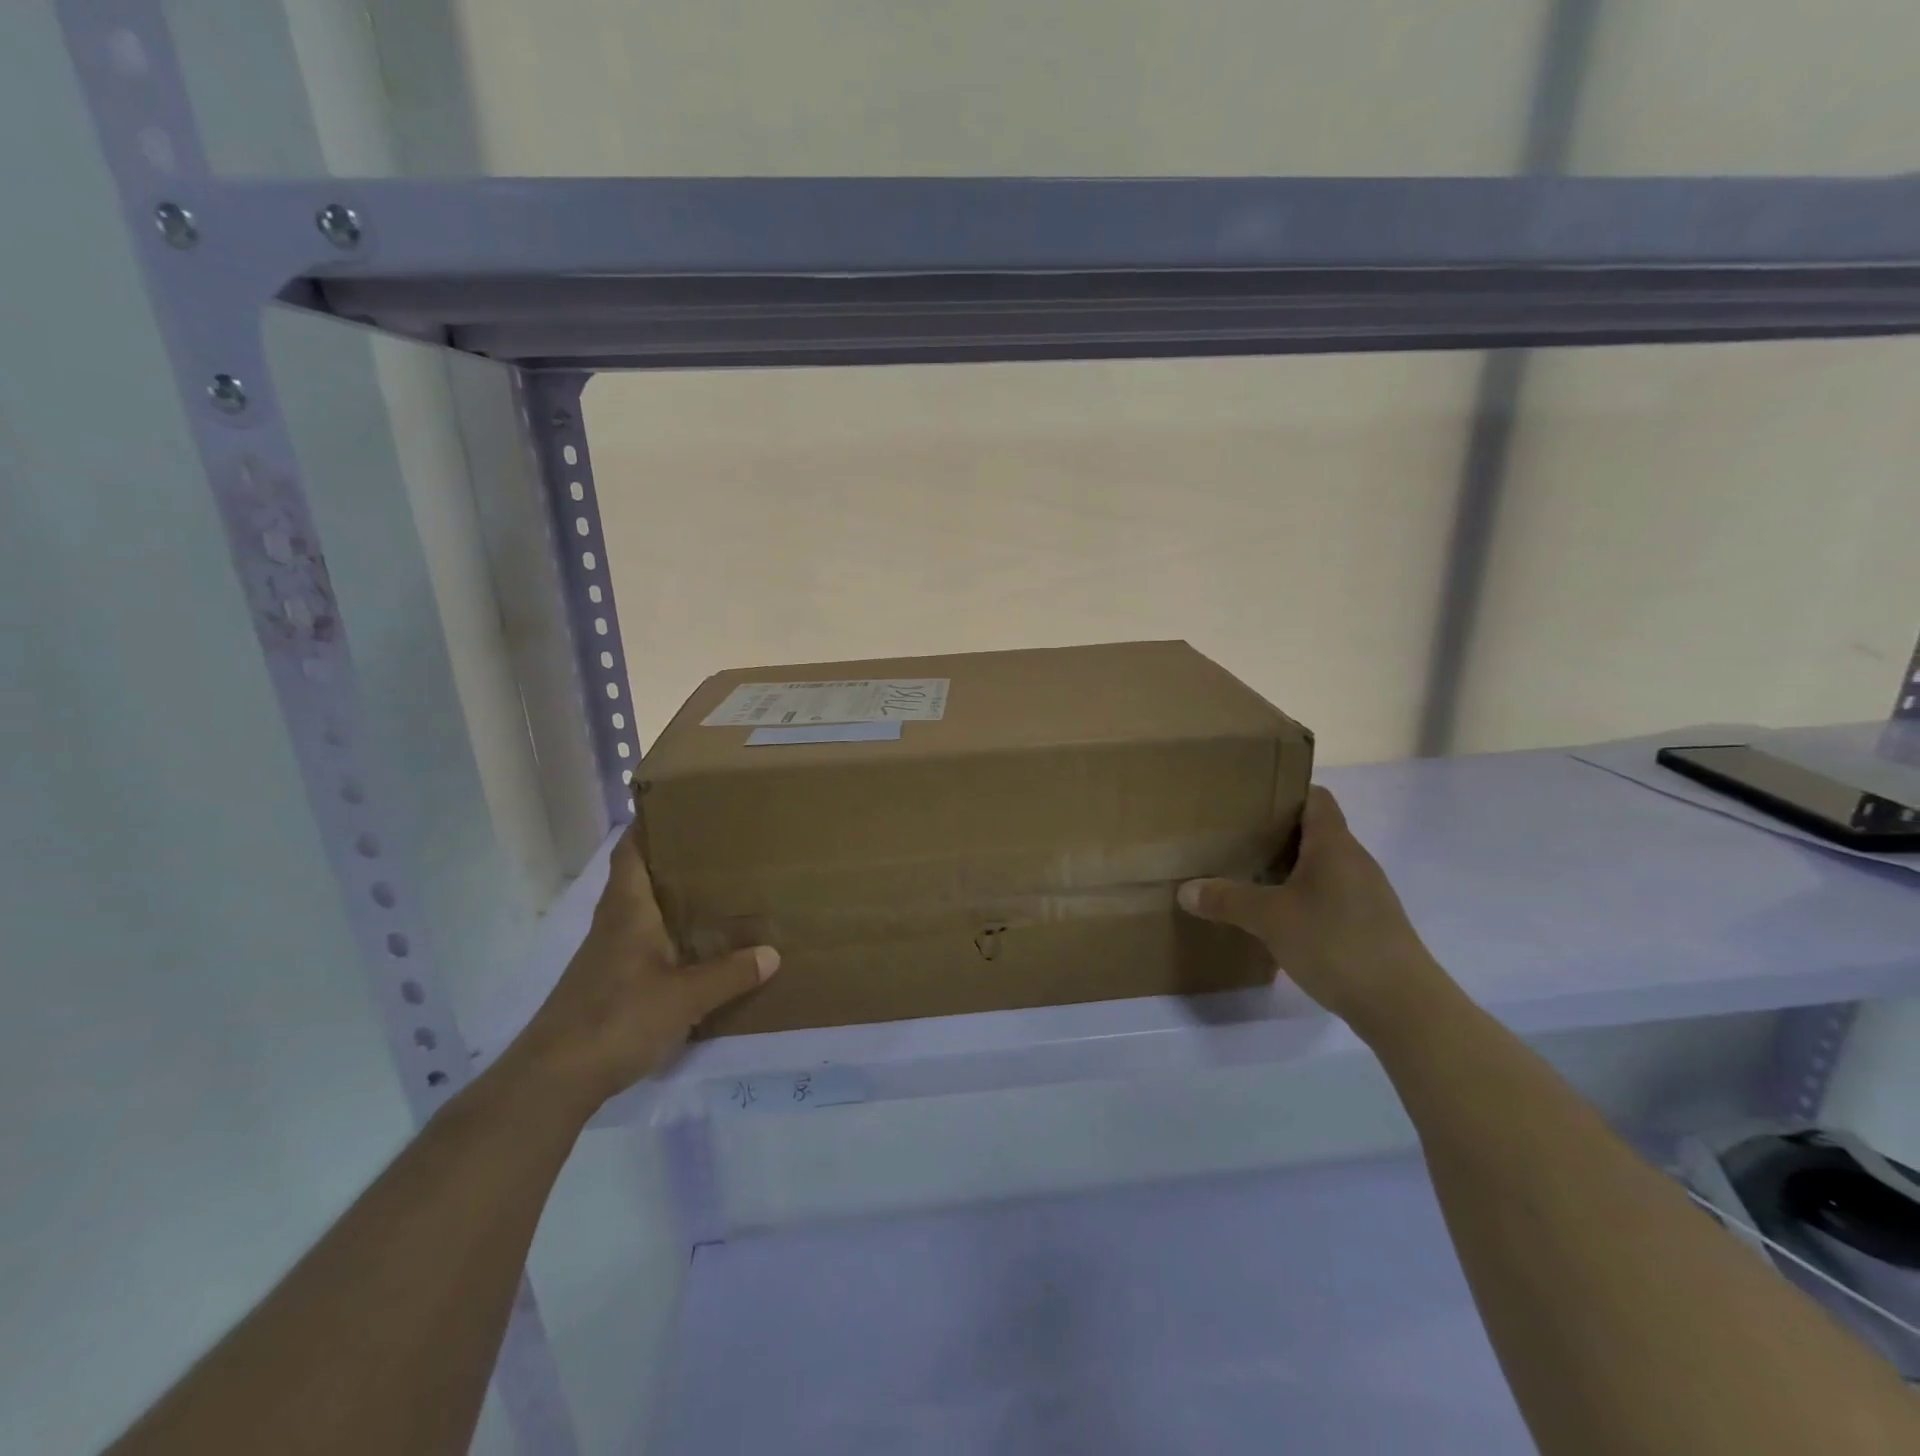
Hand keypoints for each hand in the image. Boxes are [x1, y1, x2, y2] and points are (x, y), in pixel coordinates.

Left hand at [511, 824, 777, 1111]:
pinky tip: (697, 946)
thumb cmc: (616, 1019)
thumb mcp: (684, 997)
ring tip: (719, 890)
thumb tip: (772, 952)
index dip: (651, 824)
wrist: (553, 1079)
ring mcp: (608, 954)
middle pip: (641, 876)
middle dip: (676, 859)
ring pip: (644, 910)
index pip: (632, 851)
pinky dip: (669, 934)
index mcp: (628, 910)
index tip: (684, 805)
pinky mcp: (609, 982)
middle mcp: (615, 922)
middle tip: (721, 847)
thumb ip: (729, 974)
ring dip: (673, 899)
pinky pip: (644, 942)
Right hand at [1177, 786, 1449, 1033]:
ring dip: (1287, 869)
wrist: (1403, 1006)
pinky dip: (1302, 898)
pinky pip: (1329, 895)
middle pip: (1314, 832)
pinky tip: (1278, 918)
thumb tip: (1186, 890)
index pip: (1315, 797)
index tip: (1248, 802)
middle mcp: (1354, 861)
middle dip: (1274, 834)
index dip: (1284, 792)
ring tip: (1248, 877)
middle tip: (1234, 840)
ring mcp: (1366, 894)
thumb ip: (1226, 899)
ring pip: (1320, 866)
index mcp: (1334, 844)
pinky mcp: (1369, 924)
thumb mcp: (1270, 919)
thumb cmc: (1335, 943)